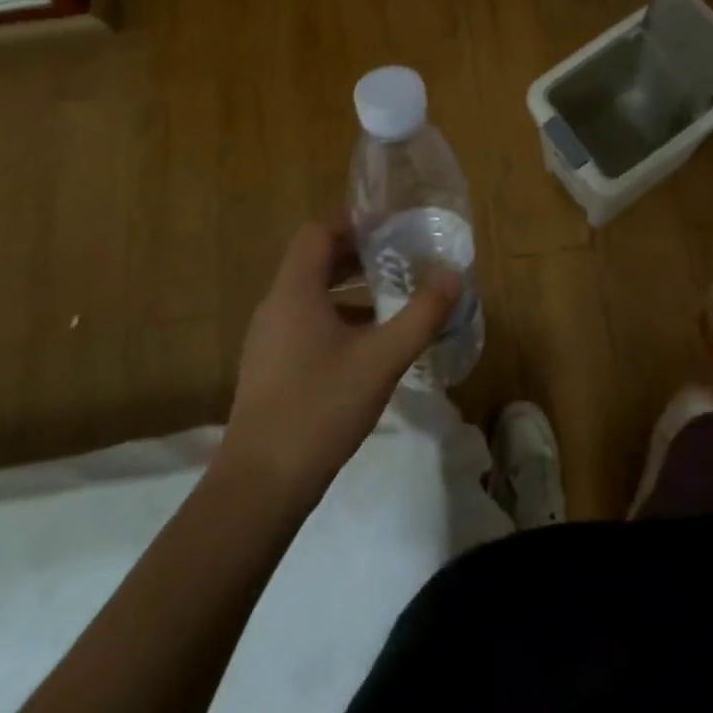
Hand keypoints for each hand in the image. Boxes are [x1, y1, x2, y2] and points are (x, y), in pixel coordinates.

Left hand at [216, 218, 459, 504]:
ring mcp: (269, 340)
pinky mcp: (271, 369)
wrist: (259, 488)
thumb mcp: (382, 358)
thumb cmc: (320, 408)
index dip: (353, 223)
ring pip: (312, 295)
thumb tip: (453, 274)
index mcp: (295, 292)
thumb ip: (422, 314)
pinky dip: (339, 318)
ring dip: (351, 289)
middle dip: (358, 255)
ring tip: (393, 298)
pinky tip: (370, 345)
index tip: (392, 227)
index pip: (318, 233)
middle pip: (315, 261)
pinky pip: (307, 323)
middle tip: (402, 257)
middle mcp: (276, 307)